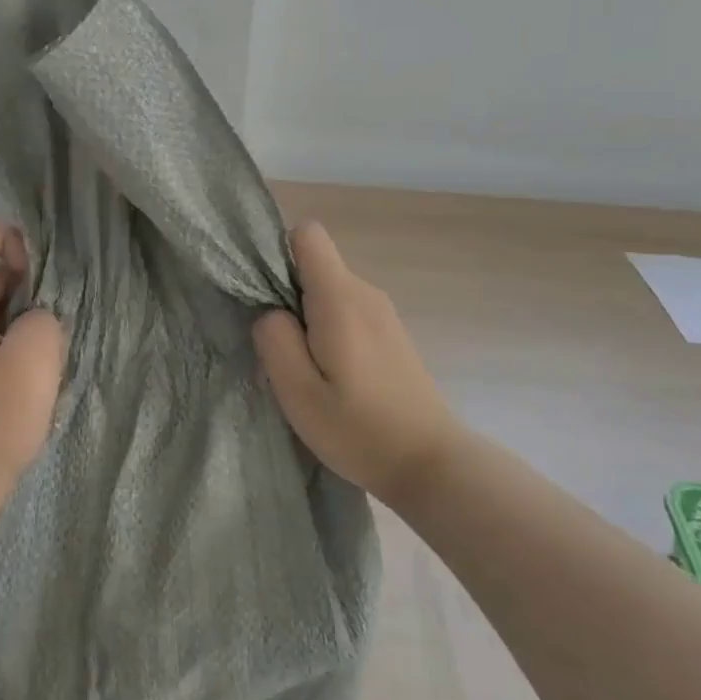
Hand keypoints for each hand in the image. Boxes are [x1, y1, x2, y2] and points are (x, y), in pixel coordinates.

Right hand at [253, 222, 459, 509]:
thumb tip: (269, 311)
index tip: (266, 295)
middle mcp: (365, 292)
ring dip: (308, 319)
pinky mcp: (391, 333)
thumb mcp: (298, 392)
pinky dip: (330, 331)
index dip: (278, 253)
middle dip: (287, 295)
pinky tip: (334, 377)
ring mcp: (383, 312)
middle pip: (314, 265)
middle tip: (283, 350)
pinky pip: (347, 311)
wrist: (434, 465)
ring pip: (329, 291)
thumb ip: (274, 338)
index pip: (307, 234)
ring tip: (308, 370)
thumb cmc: (360, 430)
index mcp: (340, 297)